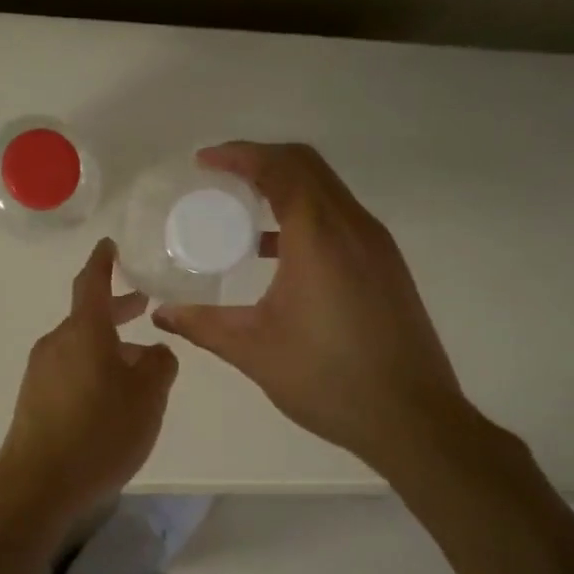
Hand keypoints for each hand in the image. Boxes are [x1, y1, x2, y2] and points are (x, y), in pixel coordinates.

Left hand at [0, 238, 178, 522]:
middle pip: (88, 317)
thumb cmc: (99, 432)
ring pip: (81, 347)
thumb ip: (159, 365)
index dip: (103, 261)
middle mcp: (56, 344)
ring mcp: (40, 373)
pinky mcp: (34, 400)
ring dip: (109, 347)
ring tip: (140, 366)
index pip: (92, 282)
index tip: (109, 245)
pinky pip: (70, 372)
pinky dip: (94, 370)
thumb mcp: (148, 397)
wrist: (38, 486)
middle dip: (118, 310)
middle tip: (144, 307)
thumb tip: (154, 351)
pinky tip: (112, 399)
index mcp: (83, 331)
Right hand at [153, 142, 469, 472]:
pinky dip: (306, 213)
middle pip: (307, 166)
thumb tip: (162, 313)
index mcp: (319, 237)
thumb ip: (203, 325)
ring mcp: (376, 245)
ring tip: (242, 211)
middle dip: (260, 161)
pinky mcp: (386, 266)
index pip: (279, 168)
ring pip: (327, 190)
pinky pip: (341, 217)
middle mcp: (353, 227)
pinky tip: (279, 252)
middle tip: (219, 179)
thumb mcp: (254, 351)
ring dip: (286, 186)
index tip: (203, 162)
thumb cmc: (327, 379)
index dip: (238, 155)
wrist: (411, 417)